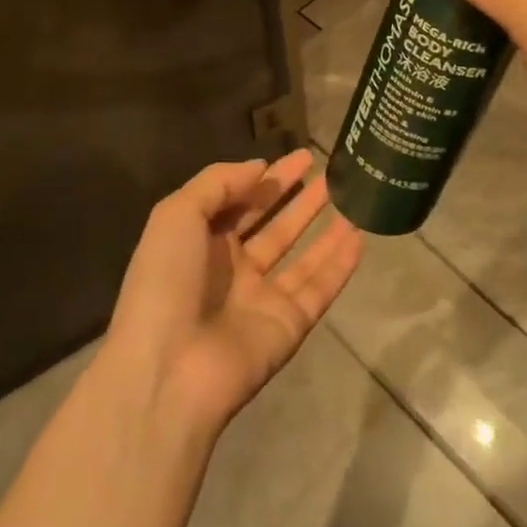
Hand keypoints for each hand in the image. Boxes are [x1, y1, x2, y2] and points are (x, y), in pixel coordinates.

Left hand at [105, 150, 362, 435]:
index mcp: (201, 243)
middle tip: (332, 172)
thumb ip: (218, 183)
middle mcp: (233, 269)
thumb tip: (260, 167)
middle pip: (275, 226)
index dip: (269, 179)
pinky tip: (361, 237)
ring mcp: (262, 299)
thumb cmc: (166, 281)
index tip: (303, 156)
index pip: (241, 202)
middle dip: (300, 199)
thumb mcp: (177, 214)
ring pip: (302, 256)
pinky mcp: (289, 325)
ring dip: (325, 227)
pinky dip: (340, 264)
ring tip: (354, 198)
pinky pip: (320, 288)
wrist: (169, 369)